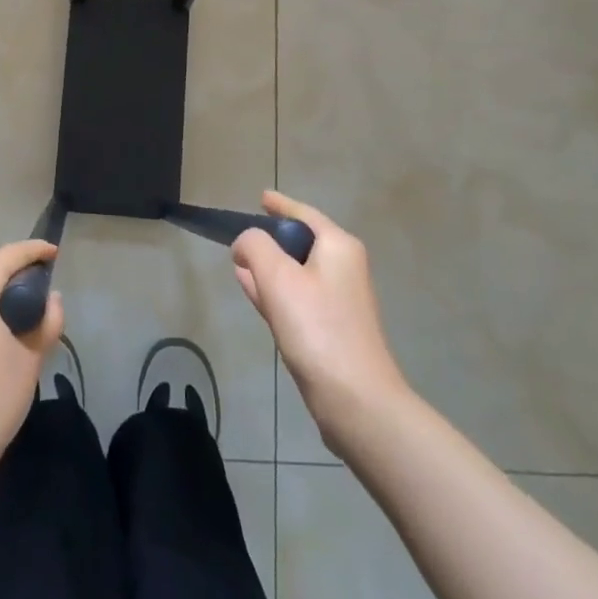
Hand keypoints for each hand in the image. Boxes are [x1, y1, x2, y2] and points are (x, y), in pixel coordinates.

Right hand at [232, 192, 406, 444]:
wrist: (356, 400)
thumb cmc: (317, 328)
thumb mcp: (277, 277)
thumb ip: (255, 247)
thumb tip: (246, 243)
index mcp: (338, 247)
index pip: (304, 214)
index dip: (280, 204)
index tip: (260, 198)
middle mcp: (345, 268)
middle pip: (302, 242)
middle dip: (272, 240)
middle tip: (242, 238)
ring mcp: (340, 301)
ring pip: (297, 272)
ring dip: (270, 268)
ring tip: (241, 266)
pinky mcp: (333, 330)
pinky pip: (299, 298)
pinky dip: (276, 292)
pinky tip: (255, 295)